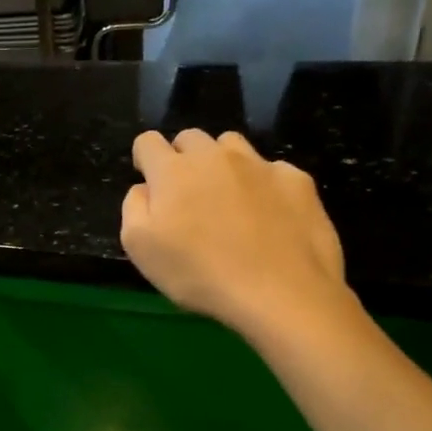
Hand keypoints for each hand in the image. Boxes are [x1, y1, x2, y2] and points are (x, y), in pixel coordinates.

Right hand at [121, 130, 352, 337]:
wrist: (281, 292)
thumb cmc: (199, 273)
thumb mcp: (140, 249)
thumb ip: (133, 208)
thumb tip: (144, 188)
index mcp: (173, 171)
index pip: (148, 141)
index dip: (144, 159)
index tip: (150, 184)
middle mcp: (215, 156)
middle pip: (190, 138)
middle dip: (182, 158)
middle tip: (187, 196)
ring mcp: (260, 165)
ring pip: (232, 145)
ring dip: (222, 163)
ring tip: (228, 199)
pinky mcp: (297, 180)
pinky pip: (272, 170)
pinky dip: (263, 185)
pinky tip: (269, 217)